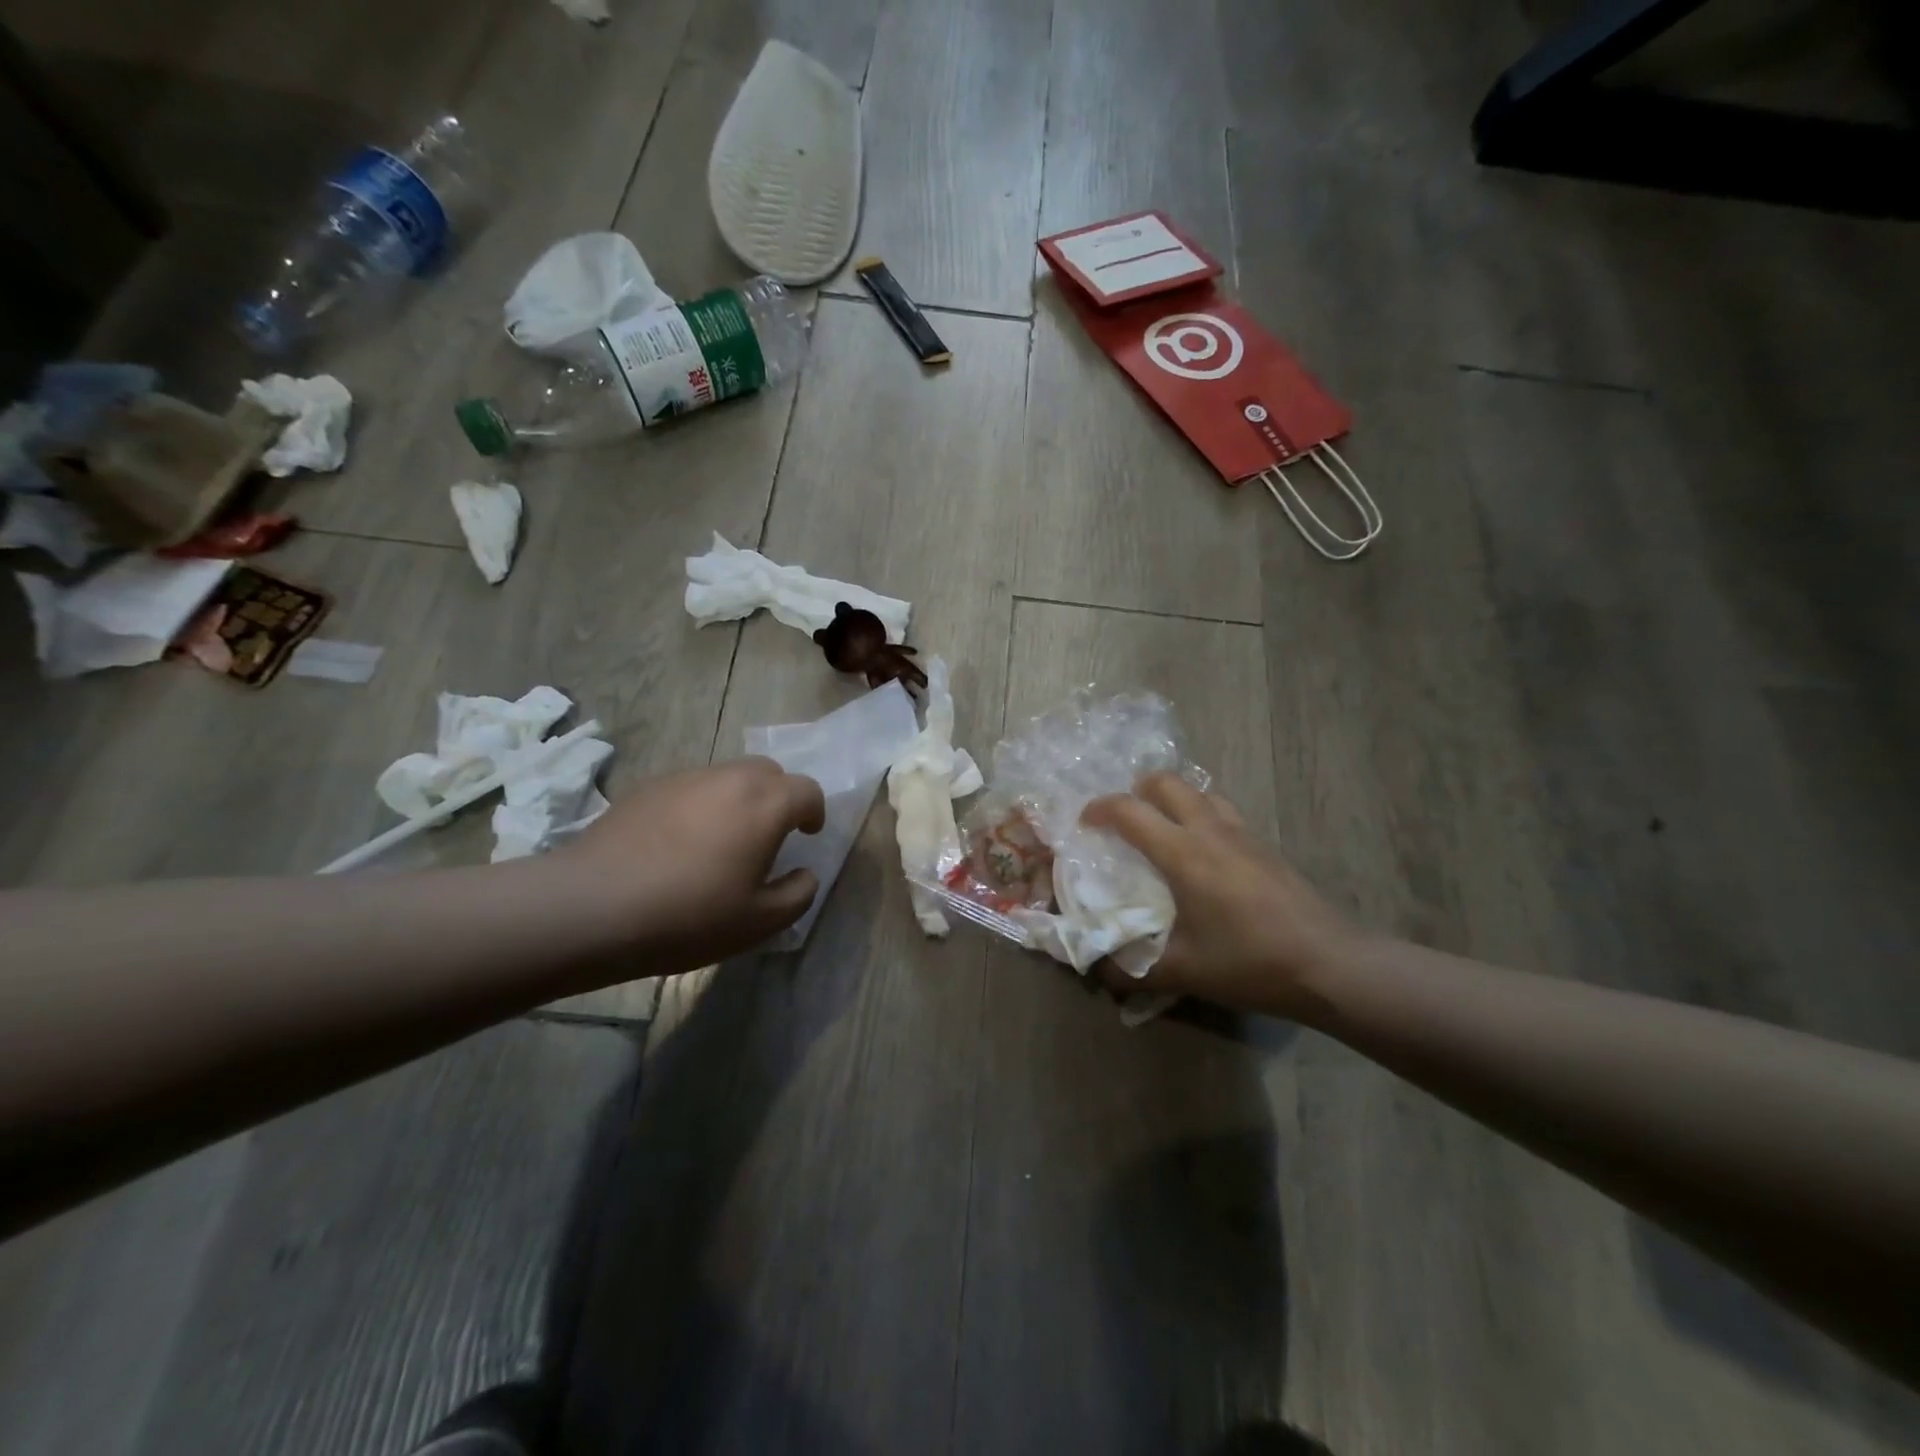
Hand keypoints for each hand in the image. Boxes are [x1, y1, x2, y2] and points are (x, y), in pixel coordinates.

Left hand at [559, 758, 825, 972]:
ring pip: (728, 776)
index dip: (814, 811)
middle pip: (769, 771)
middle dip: (779, 796)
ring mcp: (685, 778)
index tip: (807, 834)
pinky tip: (680, 843)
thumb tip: (805, 873)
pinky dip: (701, 805)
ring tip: (722, 840)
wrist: (593, 906)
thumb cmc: (688, 916)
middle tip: (769, 833)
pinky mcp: (649, 787)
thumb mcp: (759, 922)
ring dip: (739, 799)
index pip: (807, 789)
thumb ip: (798, 894)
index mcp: (765, 804)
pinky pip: (691, 787)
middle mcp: (729, 779)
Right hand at [1082, 772, 1359, 1017]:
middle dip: (1136, 790)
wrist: (1330, 964)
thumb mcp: (1183, 972)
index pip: (1129, 810)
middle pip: (1166, 782)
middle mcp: (1210, 829)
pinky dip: (1200, 813)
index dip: (1099, 809)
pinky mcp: (1264, 844)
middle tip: (1123, 819)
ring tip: (1161, 828)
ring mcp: (1242, 832)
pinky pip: (1222, 810)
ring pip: (1199, 791)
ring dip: (1172, 798)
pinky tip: (1202, 852)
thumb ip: (1132, 969)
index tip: (1084, 824)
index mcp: (1183, 853)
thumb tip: (1096, 968)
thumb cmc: (1250, 962)